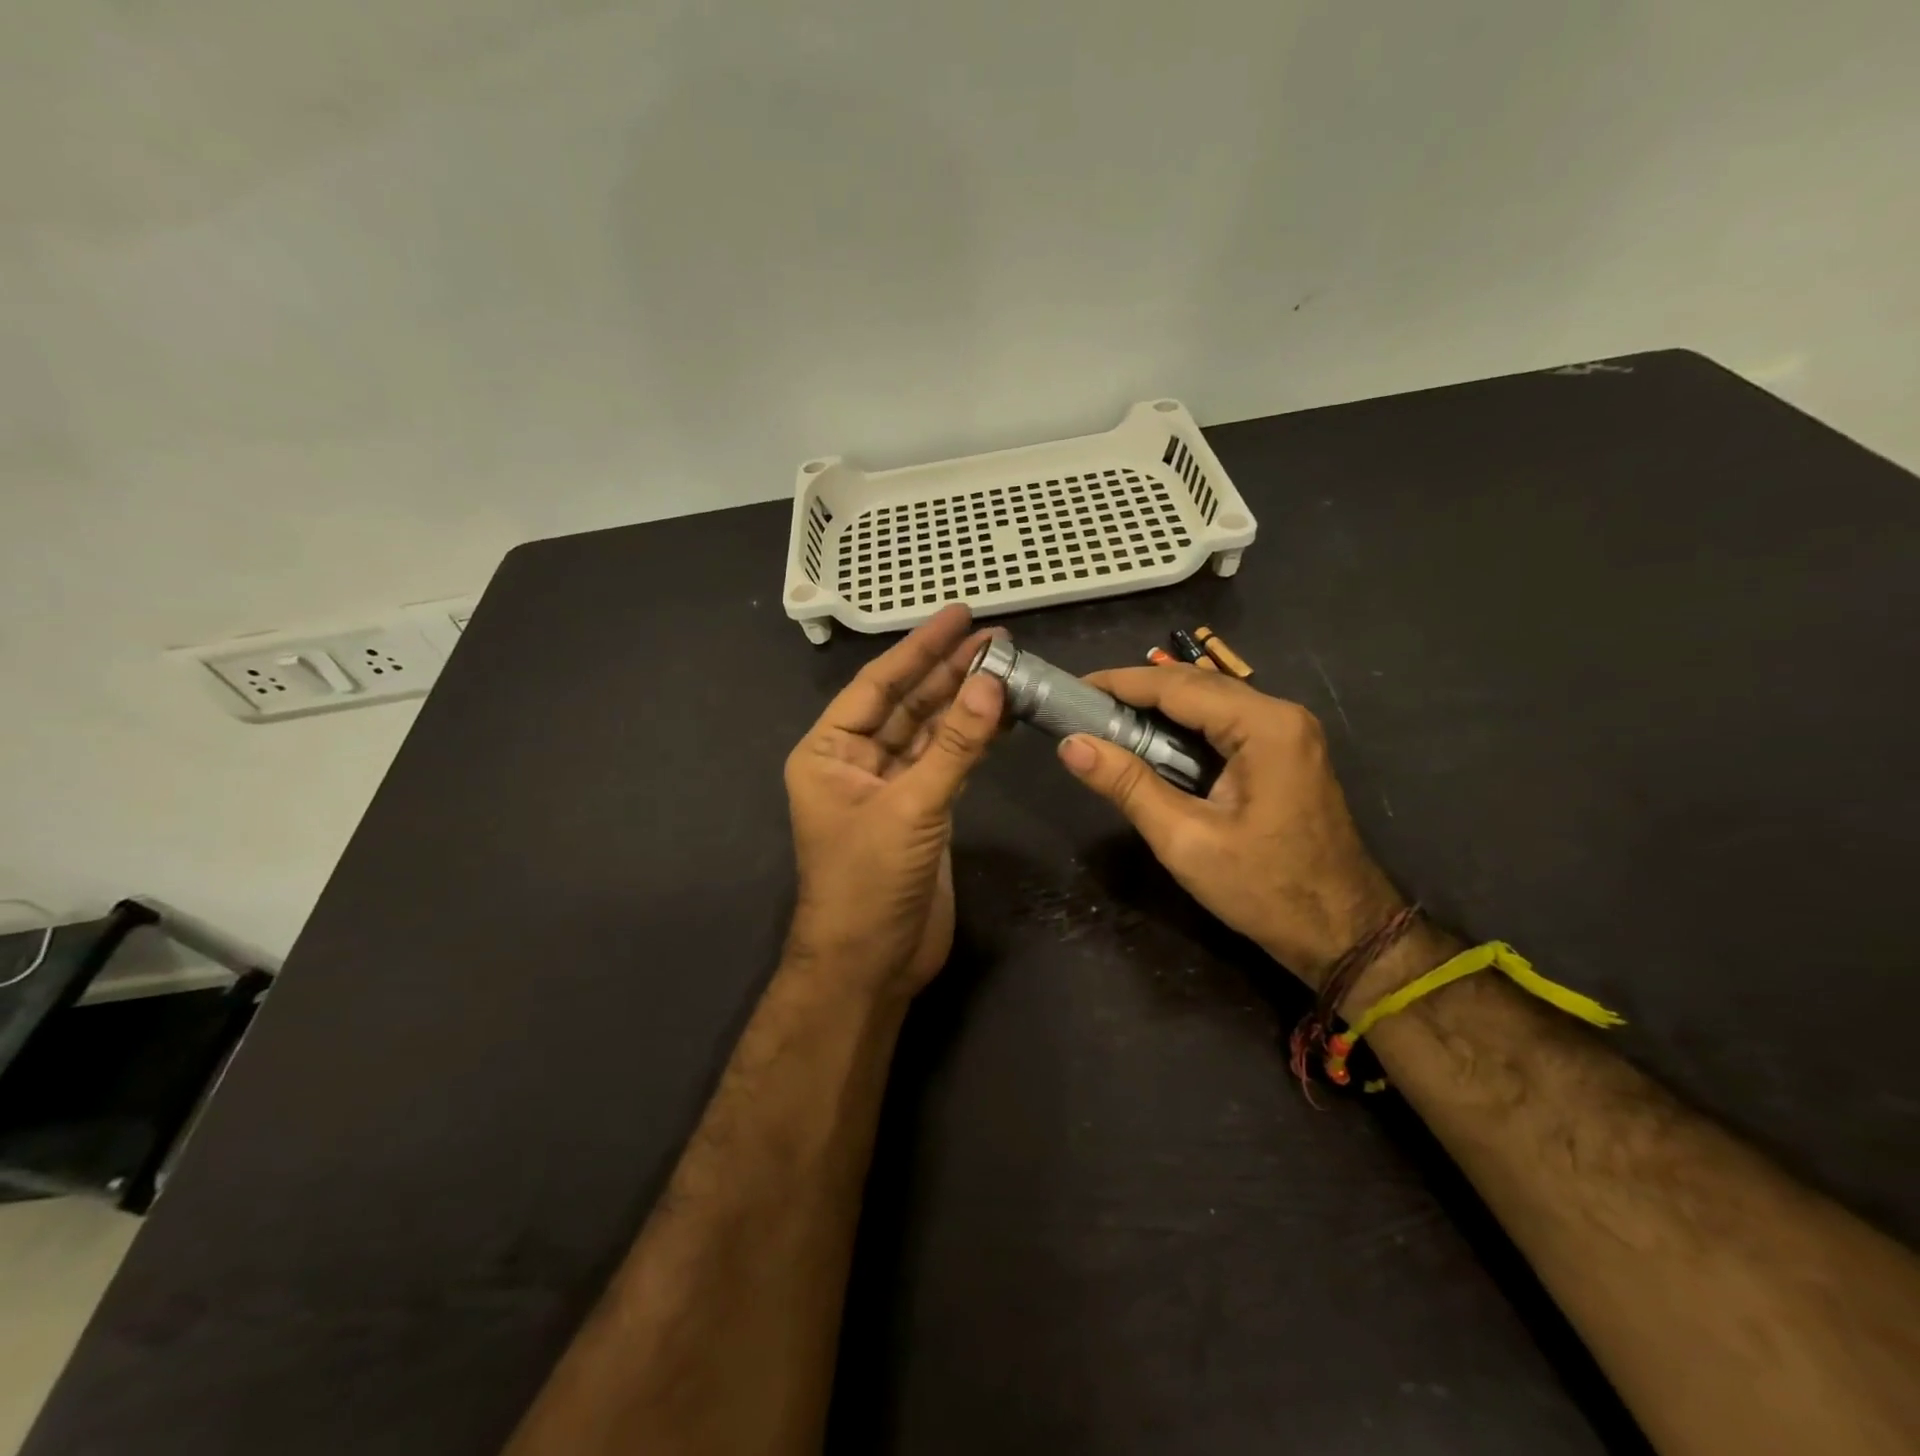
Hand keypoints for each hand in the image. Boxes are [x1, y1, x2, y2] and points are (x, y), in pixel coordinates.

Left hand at [783, 605, 1004, 999]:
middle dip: (948, 670)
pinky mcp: (921, 811)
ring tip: (1006, 666)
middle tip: (995, 637)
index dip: (919, 648)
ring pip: (931, 732)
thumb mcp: (912, 807)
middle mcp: (856, 761)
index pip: (878, 685)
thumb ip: (955, 744)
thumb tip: (992, 681)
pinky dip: (974, 740)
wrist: (871, 963)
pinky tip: (1001, 715)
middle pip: (907, 703)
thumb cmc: (870, 881)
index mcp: (829, 751)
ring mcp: (890, 786)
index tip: (957, 615)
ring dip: (965, 702)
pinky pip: (948, 762)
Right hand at [1055, 664, 1401, 986]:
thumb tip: (1071, 745)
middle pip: (1196, 685)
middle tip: (1083, 709)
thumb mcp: (1185, 840)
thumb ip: (1127, 785)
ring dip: (1159, 709)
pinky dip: (1184, 727)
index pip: (1178, 686)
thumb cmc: (1264, 889)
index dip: (1120, 683)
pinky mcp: (1286, 752)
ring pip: (1211, 702)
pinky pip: (1226, 724)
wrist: (1343, 932)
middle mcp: (1281, 715)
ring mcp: (1289, 733)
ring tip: (1107, 722)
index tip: (1073, 688)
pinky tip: (1153, 744)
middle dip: (1137, 692)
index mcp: (1264, 727)